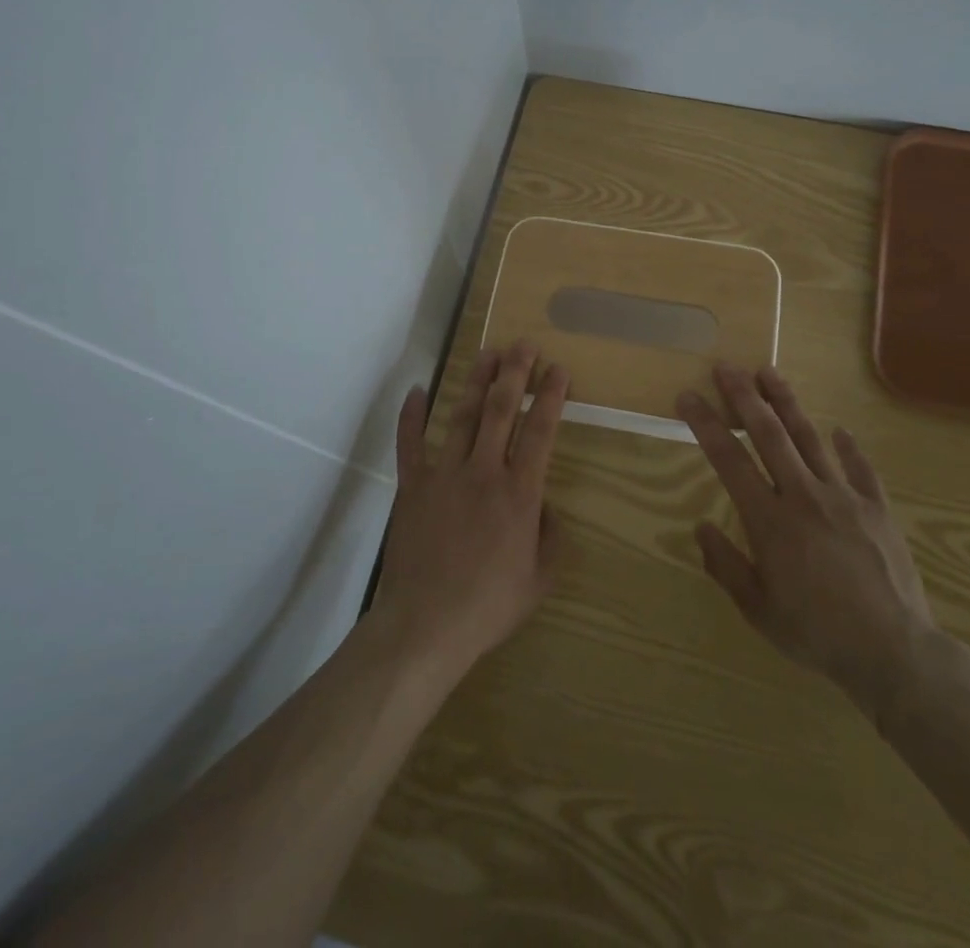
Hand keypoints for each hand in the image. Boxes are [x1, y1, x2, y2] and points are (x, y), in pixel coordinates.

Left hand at [371, 340, 568, 682]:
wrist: (426, 625)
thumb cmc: (489, 606)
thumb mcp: (540, 579)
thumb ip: (551, 537)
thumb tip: (544, 507)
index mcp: (520, 493)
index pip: (540, 431)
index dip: (551, 397)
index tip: (558, 369)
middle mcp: (484, 471)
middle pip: (502, 410)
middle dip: (514, 373)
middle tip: (523, 344)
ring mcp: (444, 474)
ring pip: (463, 416)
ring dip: (475, 382)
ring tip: (486, 353)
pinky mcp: (413, 486)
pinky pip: (411, 443)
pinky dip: (412, 415)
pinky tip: (417, 390)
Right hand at [676, 364, 941, 730]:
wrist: (894, 652)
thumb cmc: (817, 633)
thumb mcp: (758, 609)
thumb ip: (725, 565)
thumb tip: (700, 527)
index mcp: (770, 520)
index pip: (729, 459)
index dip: (705, 424)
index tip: (688, 396)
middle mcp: (804, 495)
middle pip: (769, 434)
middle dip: (745, 396)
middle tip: (727, 366)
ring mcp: (844, 497)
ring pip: (810, 438)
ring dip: (787, 403)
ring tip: (769, 372)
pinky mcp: (877, 508)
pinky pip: (860, 468)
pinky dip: (847, 447)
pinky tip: (839, 430)